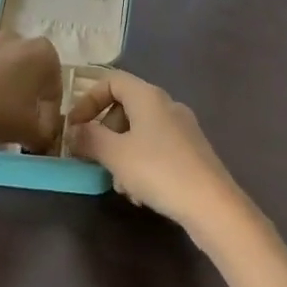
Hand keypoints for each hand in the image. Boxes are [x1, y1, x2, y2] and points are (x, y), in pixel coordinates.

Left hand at [0, 18, 61, 150]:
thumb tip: (43, 137)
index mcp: (43, 55)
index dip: (47, 111)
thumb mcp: (30, 133)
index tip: (37, 130)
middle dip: (21, 87)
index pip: (52, 87)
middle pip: (24, 66)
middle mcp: (17, 37)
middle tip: (10, 114)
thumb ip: (44, 134)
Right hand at [68, 70, 255, 241]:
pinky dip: (141, 165)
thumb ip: (90, 138)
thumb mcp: (115, 154)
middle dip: (104, 132)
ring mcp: (183, 128)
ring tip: (119, 184)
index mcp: (148, 96)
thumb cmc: (159, 171)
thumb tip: (74, 131)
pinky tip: (140, 194)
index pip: (111, 81)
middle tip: (92, 158)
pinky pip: (156, 149)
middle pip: (125, 107)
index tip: (74, 127)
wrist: (212, 205)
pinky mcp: (192, 152)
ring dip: (121, 154)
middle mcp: (167, 105)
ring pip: (139, 132)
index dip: (88, 100)